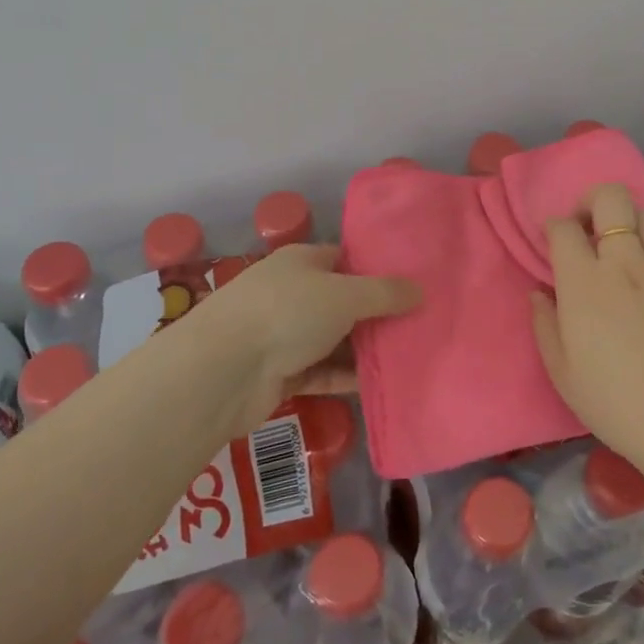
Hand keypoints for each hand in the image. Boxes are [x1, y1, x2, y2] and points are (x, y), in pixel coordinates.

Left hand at [198, 244, 421, 433]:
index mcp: (302, 262)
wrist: (223, 371)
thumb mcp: (344, 294)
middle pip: (343, 301)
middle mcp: (293, 293)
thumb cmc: (286, 313)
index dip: (377, 269)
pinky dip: (347, 377)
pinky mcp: (282, 373)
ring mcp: (285, 334)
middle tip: (421, 323)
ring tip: (409, 355)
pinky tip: (380, 385)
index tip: (413, 283)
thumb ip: (385, 293)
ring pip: (335, 339)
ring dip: (365, 349)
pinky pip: (323, 372)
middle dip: (377, 313)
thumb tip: (420, 290)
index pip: (345, 258)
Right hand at [530, 183, 643, 480]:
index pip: (563, 227)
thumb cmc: (618, 404)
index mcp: (585, 282)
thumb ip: (545, 324)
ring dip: (628, 224)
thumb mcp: (563, 373)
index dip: (553, 228)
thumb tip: (540, 293)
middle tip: (588, 230)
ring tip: (624, 253)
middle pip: (610, 198)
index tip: (553, 244)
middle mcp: (626, 262)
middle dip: (592, 202)